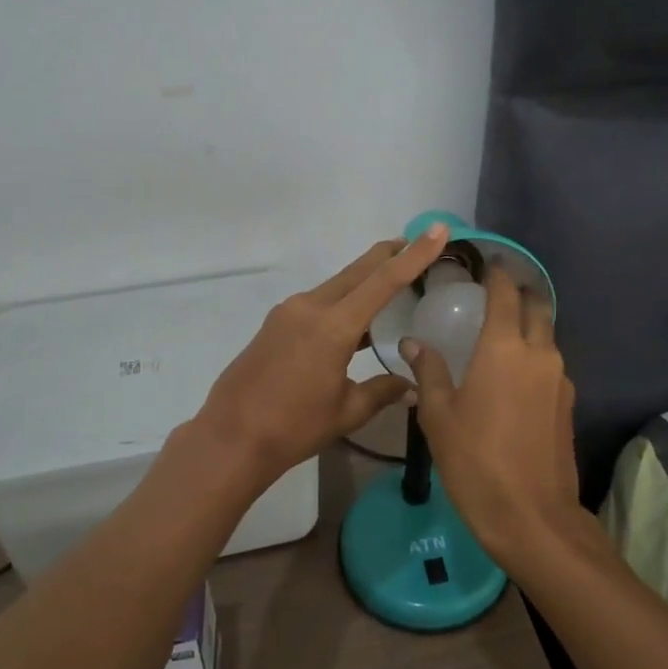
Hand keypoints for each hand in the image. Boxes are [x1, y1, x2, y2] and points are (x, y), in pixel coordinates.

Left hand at [188, 226, 448, 487]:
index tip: (437, 230)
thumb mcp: (346, 412)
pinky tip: (354, 319)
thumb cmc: (293, 428)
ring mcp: (289, 312)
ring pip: (337, 285)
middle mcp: (310, 307)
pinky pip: (318, 301)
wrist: (231, 438)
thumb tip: (412, 385)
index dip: (414, 255)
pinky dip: (343, 299)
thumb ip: (382, 391)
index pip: (384, 281)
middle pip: (358, 271)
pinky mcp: (276, 323)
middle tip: (416, 241)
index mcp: (333, 326)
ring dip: (364, 278)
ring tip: (391, 277)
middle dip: (388, 254)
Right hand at [402, 266, 580, 569]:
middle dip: (520, 293)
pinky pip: (550, 365)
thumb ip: (428, 372)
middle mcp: (539, 353)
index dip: (497, 273)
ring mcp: (560, 379)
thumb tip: (413, 343)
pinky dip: (534, 357)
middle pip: (537, 307)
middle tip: (495, 294)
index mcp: (504, 348)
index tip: (486, 262)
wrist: (532, 518)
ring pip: (547, 337)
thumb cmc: (475, 460)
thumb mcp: (438, 416)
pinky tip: (512, 376)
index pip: (505, 292)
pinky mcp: (568, 405)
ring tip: (499, 336)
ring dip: (528, 327)